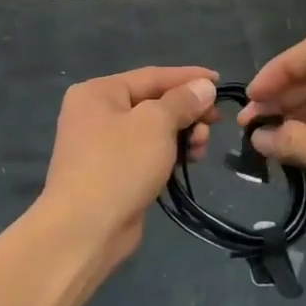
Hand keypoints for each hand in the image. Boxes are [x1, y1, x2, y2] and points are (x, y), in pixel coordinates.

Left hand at [39, 67, 217, 260]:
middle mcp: (96, 113)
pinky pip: (147, 153)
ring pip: (152, 130)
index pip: (152, 76)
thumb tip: (203, 85)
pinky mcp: (112, 173)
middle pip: (152, 103)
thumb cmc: (119, 165)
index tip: (220, 81)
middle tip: (215, 123)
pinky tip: (189, 161)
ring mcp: (102, 145)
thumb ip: (182, 101)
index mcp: (98, 92)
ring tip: (201, 147)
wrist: (85, 229)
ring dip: (182, 134)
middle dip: (187, 112)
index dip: (188, 77)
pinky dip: (169, 154)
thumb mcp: (155, 124)